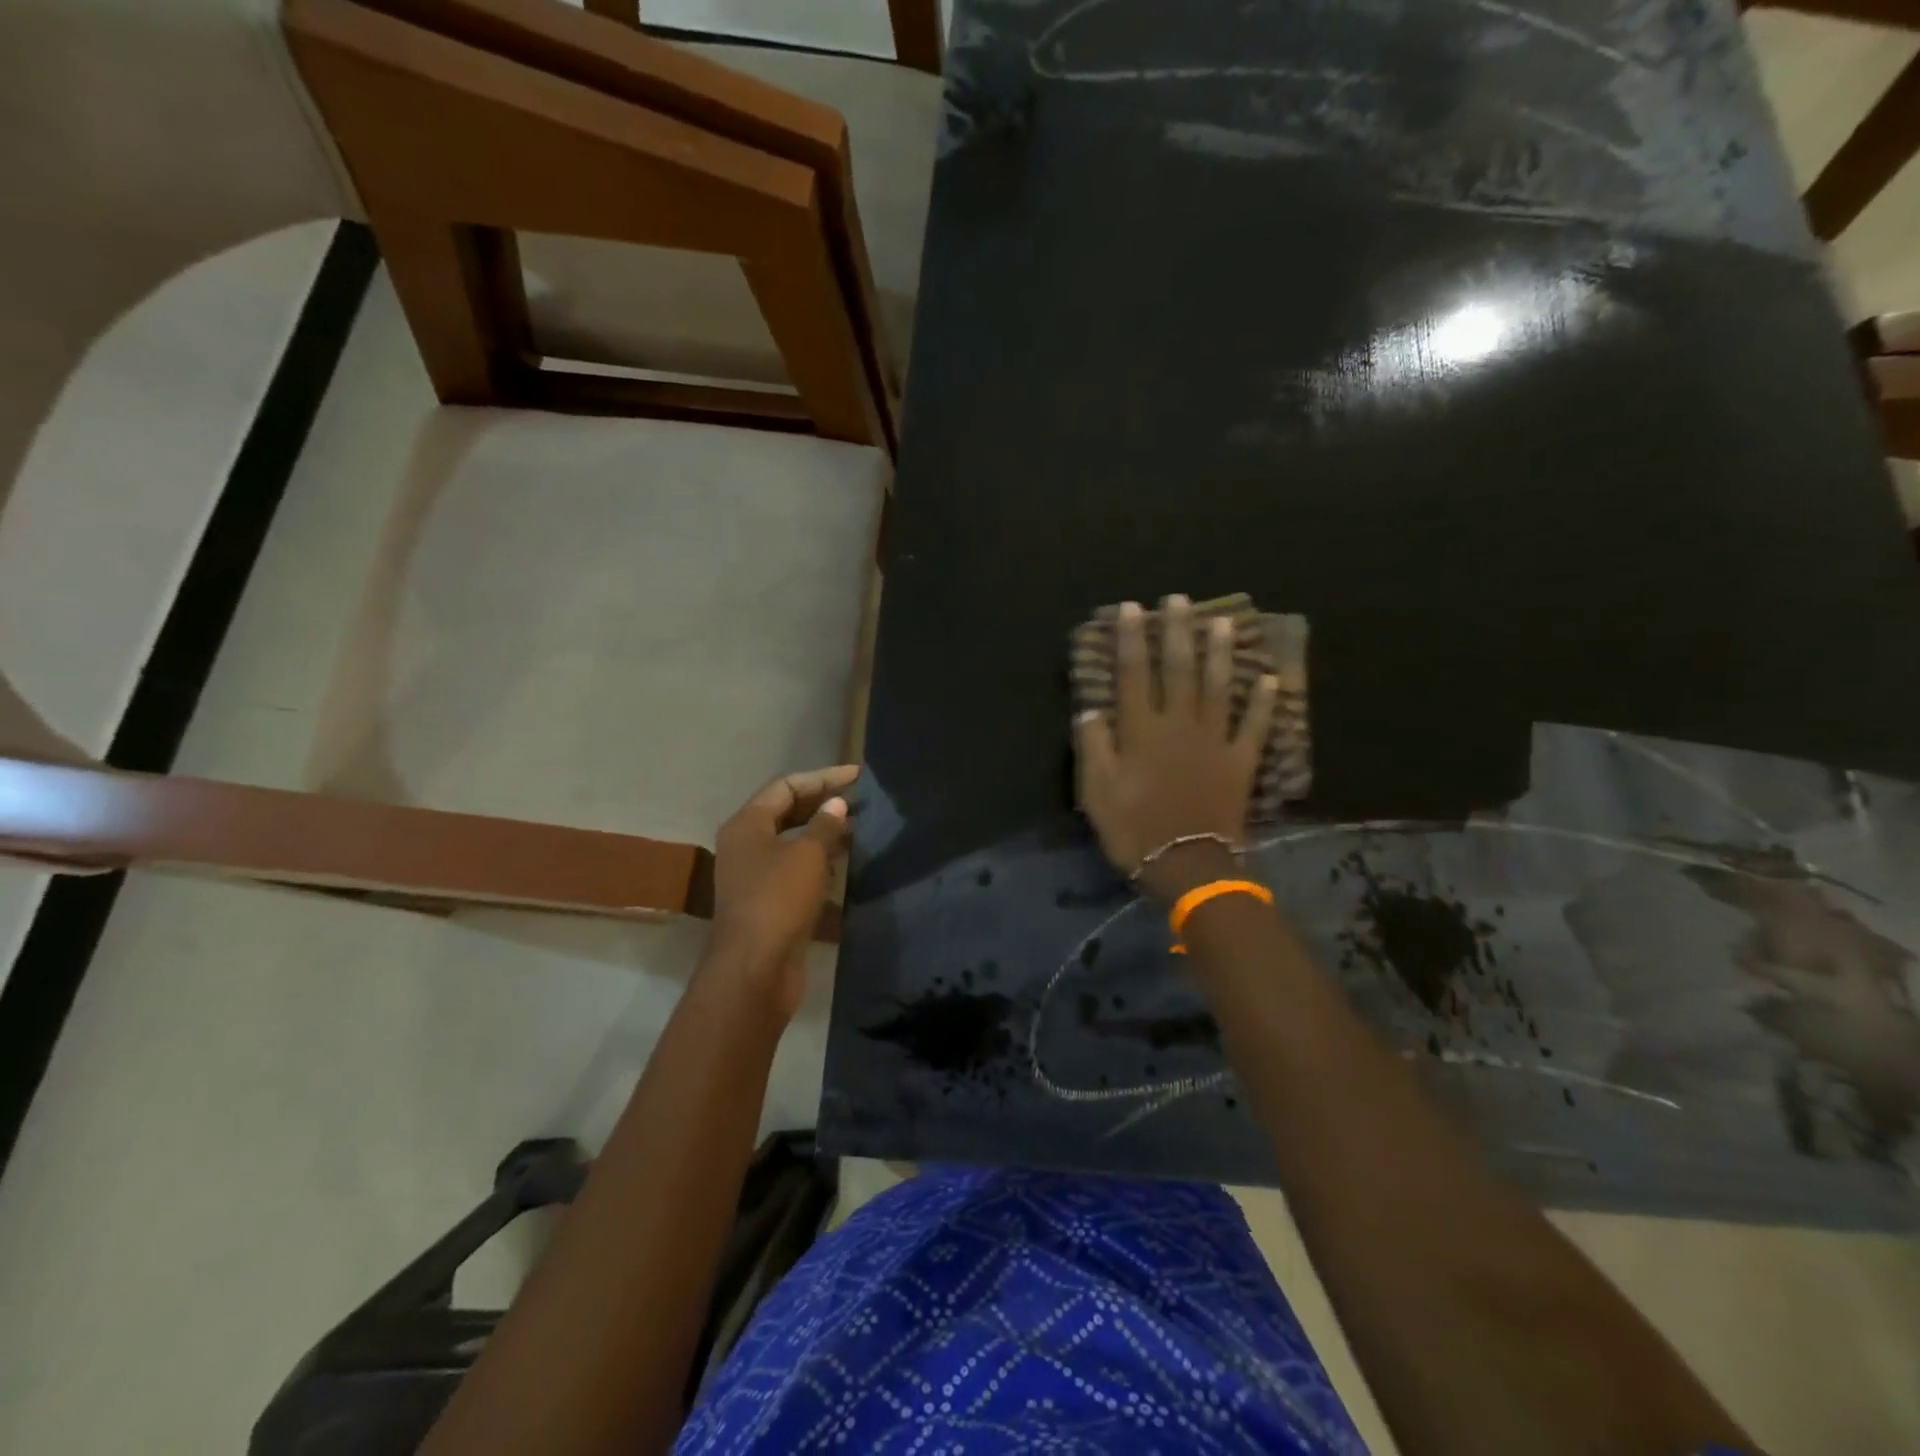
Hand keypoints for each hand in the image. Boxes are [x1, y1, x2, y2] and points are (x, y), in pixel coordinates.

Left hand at [708, 765, 858, 1016]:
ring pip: (793, 843)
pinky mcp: (769, 903)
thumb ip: (825, 825)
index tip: (858, 776)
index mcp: (747, 825)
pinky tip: (848, 865)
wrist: (754, 970)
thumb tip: (837, 805)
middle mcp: (746, 845)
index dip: (823, 778)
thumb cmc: (778, 901)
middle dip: (824, 804)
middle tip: (862, 799)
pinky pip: (797, 871)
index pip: (786, 786)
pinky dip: (821, 863)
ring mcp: (756, 876)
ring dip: (824, 834)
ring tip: (861, 828)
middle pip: (787, 812)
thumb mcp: (808, 855)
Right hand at [1074, 595, 1276, 900]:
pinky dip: (1263, 703)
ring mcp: (1215, 741)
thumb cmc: (1135, 829)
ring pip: (1219, 687)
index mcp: (1142, 731)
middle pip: (1179, 670)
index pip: (1134, 674)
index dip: (1131, 639)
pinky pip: (1254, 726)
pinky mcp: (1240, 762)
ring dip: (1220, 653)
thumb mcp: (1097, 791)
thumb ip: (1093, 747)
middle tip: (1180, 598)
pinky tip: (1270, 679)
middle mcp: (1180, 725)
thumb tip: (1090, 709)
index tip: (1132, 608)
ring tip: (1223, 622)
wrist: (1188, 865)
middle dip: (1177, 632)